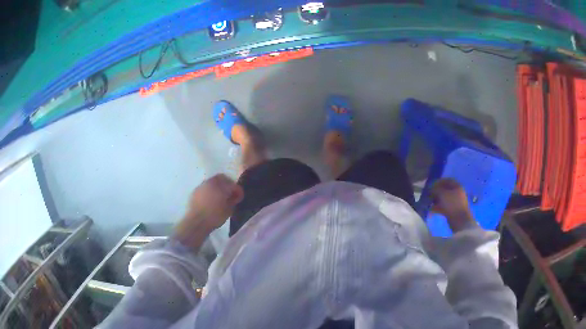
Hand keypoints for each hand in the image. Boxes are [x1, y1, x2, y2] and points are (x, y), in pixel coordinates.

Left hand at [173, 174, 243, 249]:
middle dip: (228, 183)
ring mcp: (202, 185)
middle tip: (230, 193)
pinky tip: (211, 198)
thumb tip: (234, 197)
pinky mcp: (196, 190)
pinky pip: (205, 186)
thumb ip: (233, 201)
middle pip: (222, 178)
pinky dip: (210, 190)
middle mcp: (211, 182)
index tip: (240, 197)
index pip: (233, 185)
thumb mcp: (228, 211)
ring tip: (220, 195)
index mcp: (221, 187)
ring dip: (218, 186)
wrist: (196, 222)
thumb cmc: (214, 217)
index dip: (238, 191)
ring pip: (212, 181)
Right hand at [430, 178, 474, 231]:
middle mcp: (457, 192)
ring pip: (444, 199)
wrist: (460, 221)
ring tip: (429, 203)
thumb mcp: (442, 194)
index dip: (438, 182)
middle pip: (445, 190)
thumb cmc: (452, 205)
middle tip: (429, 195)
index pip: (447, 180)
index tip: (431, 185)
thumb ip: (436, 189)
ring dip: (436, 200)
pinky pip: (445, 206)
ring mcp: (456, 202)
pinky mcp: (453, 210)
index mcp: (457, 186)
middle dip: (436, 192)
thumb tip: (431, 188)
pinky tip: (432, 210)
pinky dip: (438, 207)